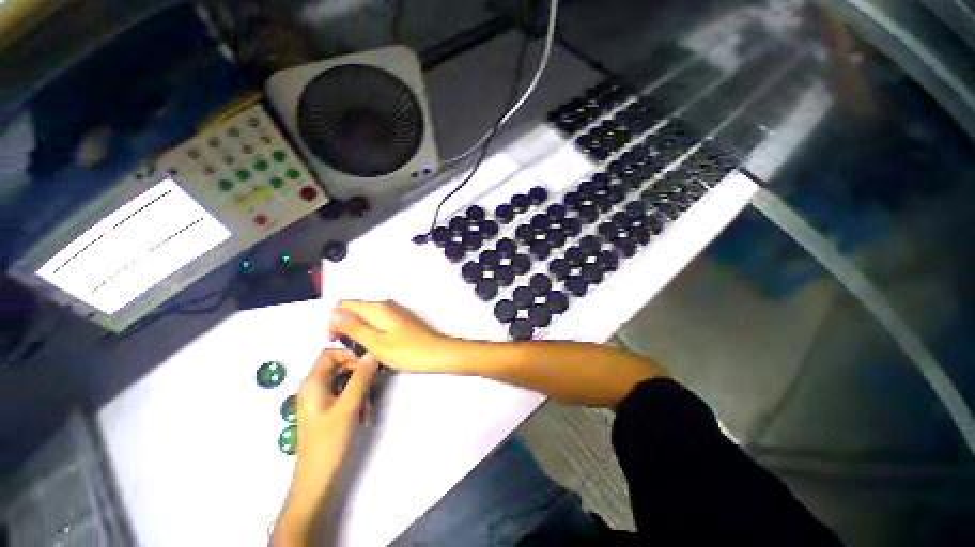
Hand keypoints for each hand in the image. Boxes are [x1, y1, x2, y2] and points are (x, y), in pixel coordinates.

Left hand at [273, 349, 376, 545]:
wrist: (316, 480)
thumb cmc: (329, 442)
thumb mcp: (348, 407)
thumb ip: (361, 378)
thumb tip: (372, 354)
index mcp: (312, 383)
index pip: (330, 353)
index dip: (350, 355)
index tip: (368, 365)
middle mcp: (312, 388)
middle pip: (338, 366)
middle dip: (358, 374)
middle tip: (373, 386)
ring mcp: (318, 400)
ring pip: (343, 381)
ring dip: (359, 388)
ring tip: (368, 407)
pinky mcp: (324, 410)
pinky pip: (342, 394)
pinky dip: (354, 399)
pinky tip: (362, 415)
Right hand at [328, 300, 459, 372]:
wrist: (438, 353)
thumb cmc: (407, 351)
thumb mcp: (376, 343)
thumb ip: (353, 327)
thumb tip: (332, 312)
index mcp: (377, 308)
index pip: (343, 305)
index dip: (333, 322)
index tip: (336, 342)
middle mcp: (385, 305)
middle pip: (355, 309)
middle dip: (345, 326)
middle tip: (350, 350)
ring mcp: (395, 312)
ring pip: (367, 316)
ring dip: (358, 330)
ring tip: (362, 351)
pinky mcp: (402, 320)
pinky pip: (379, 321)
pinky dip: (372, 331)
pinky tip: (377, 347)